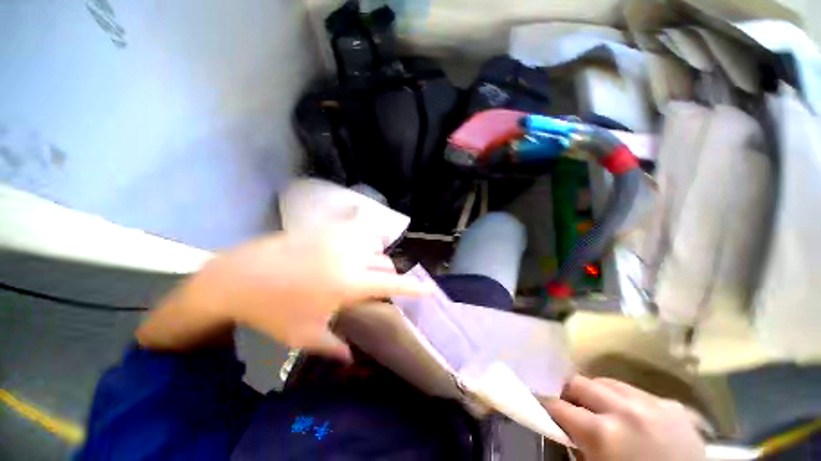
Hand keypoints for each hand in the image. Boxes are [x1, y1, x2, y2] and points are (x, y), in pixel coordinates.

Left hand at [137, 229, 424, 359]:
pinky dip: (364, 242)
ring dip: (376, 259)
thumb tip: (353, 359)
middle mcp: (351, 257)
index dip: (414, 288)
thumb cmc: (273, 310)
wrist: (240, 277)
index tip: (429, 291)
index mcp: (349, 284)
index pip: (393, 283)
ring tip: (363, 270)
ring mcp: (339, 239)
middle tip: (377, 288)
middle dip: (388, 276)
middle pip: (386, 263)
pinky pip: (358, 232)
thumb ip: (335, 348)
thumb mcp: (304, 336)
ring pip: (375, 245)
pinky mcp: (327, 230)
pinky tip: (353, 251)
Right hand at [544, 376, 704, 460]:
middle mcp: (624, 410)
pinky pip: (636, 391)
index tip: (544, 406)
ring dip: (597, 393)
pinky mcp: (672, 405)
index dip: (547, 406)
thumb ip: (577, 445)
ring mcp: (652, 404)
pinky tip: (632, 417)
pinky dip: (625, 400)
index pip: (558, 406)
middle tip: (571, 407)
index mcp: (602, 433)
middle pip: (579, 382)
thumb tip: (562, 425)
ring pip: (606, 381)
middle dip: (570, 394)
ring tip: (601, 409)